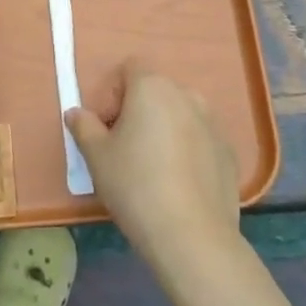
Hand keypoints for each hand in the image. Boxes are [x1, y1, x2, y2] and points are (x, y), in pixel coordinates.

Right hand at [67, 64, 239, 267]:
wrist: (192, 236)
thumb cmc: (135, 185)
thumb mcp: (97, 156)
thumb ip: (84, 127)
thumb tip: (76, 113)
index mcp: (153, 87)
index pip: (129, 69)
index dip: (111, 92)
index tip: (104, 126)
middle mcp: (187, 96)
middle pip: (154, 92)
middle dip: (136, 112)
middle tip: (122, 148)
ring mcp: (213, 124)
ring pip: (179, 116)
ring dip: (163, 130)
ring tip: (151, 169)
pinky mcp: (229, 154)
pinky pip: (199, 141)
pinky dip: (186, 152)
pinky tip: (177, 186)